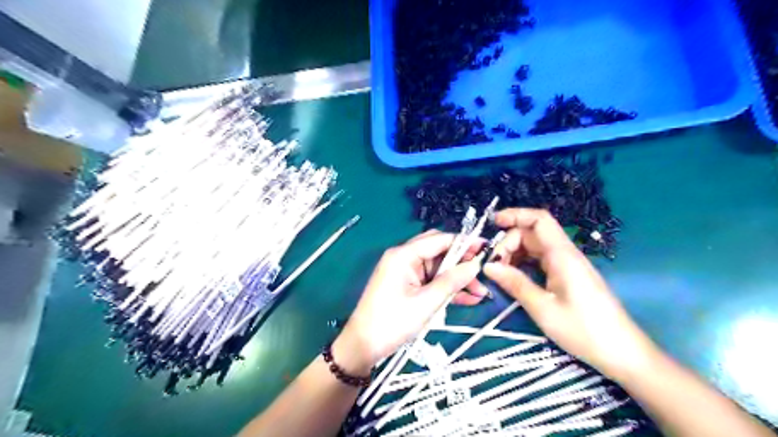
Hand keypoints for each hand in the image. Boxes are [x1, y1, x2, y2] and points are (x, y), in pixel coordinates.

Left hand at [335, 230, 484, 373]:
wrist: (363, 346)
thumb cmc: (392, 323)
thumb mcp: (426, 303)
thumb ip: (451, 282)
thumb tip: (475, 265)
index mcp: (403, 255)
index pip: (439, 240)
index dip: (464, 243)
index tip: (487, 248)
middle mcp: (404, 258)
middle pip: (439, 251)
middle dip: (462, 263)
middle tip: (483, 274)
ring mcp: (405, 272)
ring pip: (438, 268)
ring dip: (457, 278)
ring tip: (480, 293)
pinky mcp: (407, 285)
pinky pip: (431, 281)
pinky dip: (447, 288)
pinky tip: (467, 298)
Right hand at [485, 208, 654, 378]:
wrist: (622, 353)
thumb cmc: (584, 330)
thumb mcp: (543, 309)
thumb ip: (515, 283)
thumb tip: (488, 266)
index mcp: (562, 255)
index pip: (539, 220)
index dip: (515, 215)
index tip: (493, 223)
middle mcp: (565, 254)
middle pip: (532, 233)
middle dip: (509, 242)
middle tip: (492, 265)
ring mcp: (567, 265)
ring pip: (535, 247)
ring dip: (514, 253)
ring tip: (499, 272)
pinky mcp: (567, 276)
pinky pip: (540, 260)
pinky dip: (524, 263)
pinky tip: (513, 277)